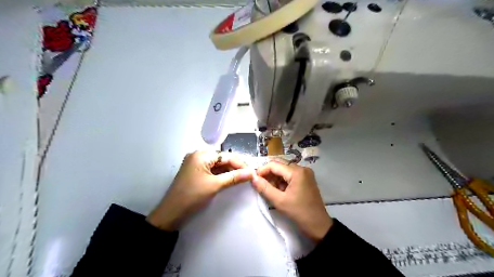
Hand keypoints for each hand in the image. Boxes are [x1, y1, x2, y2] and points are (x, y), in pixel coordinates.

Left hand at [147, 150, 252, 230]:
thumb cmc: (192, 196)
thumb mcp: (215, 185)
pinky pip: (212, 170)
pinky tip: (230, 179)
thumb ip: (234, 177)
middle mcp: (198, 155)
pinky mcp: (195, 172)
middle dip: (235, 167)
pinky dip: (221, 174)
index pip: (226, 156)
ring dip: (229, 171)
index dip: (240, 164)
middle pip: (222, 159)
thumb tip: (252, 173)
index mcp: (201, 155)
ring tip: (242, 178)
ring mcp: (196, 164)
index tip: (252, 172)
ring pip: (217, 164)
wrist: (171, 213)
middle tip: (248, 176)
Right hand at [251, 162, 331, 243]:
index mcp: (297, 172)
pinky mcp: (306, 179)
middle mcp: (302, 168)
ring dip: (276, 178)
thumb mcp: (279, 201)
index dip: (262, 170)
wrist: (319, 226)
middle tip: (261, 185)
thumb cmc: (299, 213)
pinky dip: (283, 181)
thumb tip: (252, 178)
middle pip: (280, 165)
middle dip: (269, 174)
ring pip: (284, 170)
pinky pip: (290, 175)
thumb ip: (264, 188)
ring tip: (271, 191)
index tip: (254, 180)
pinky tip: (280, 191)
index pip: (274, 165)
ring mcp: (306, 173)